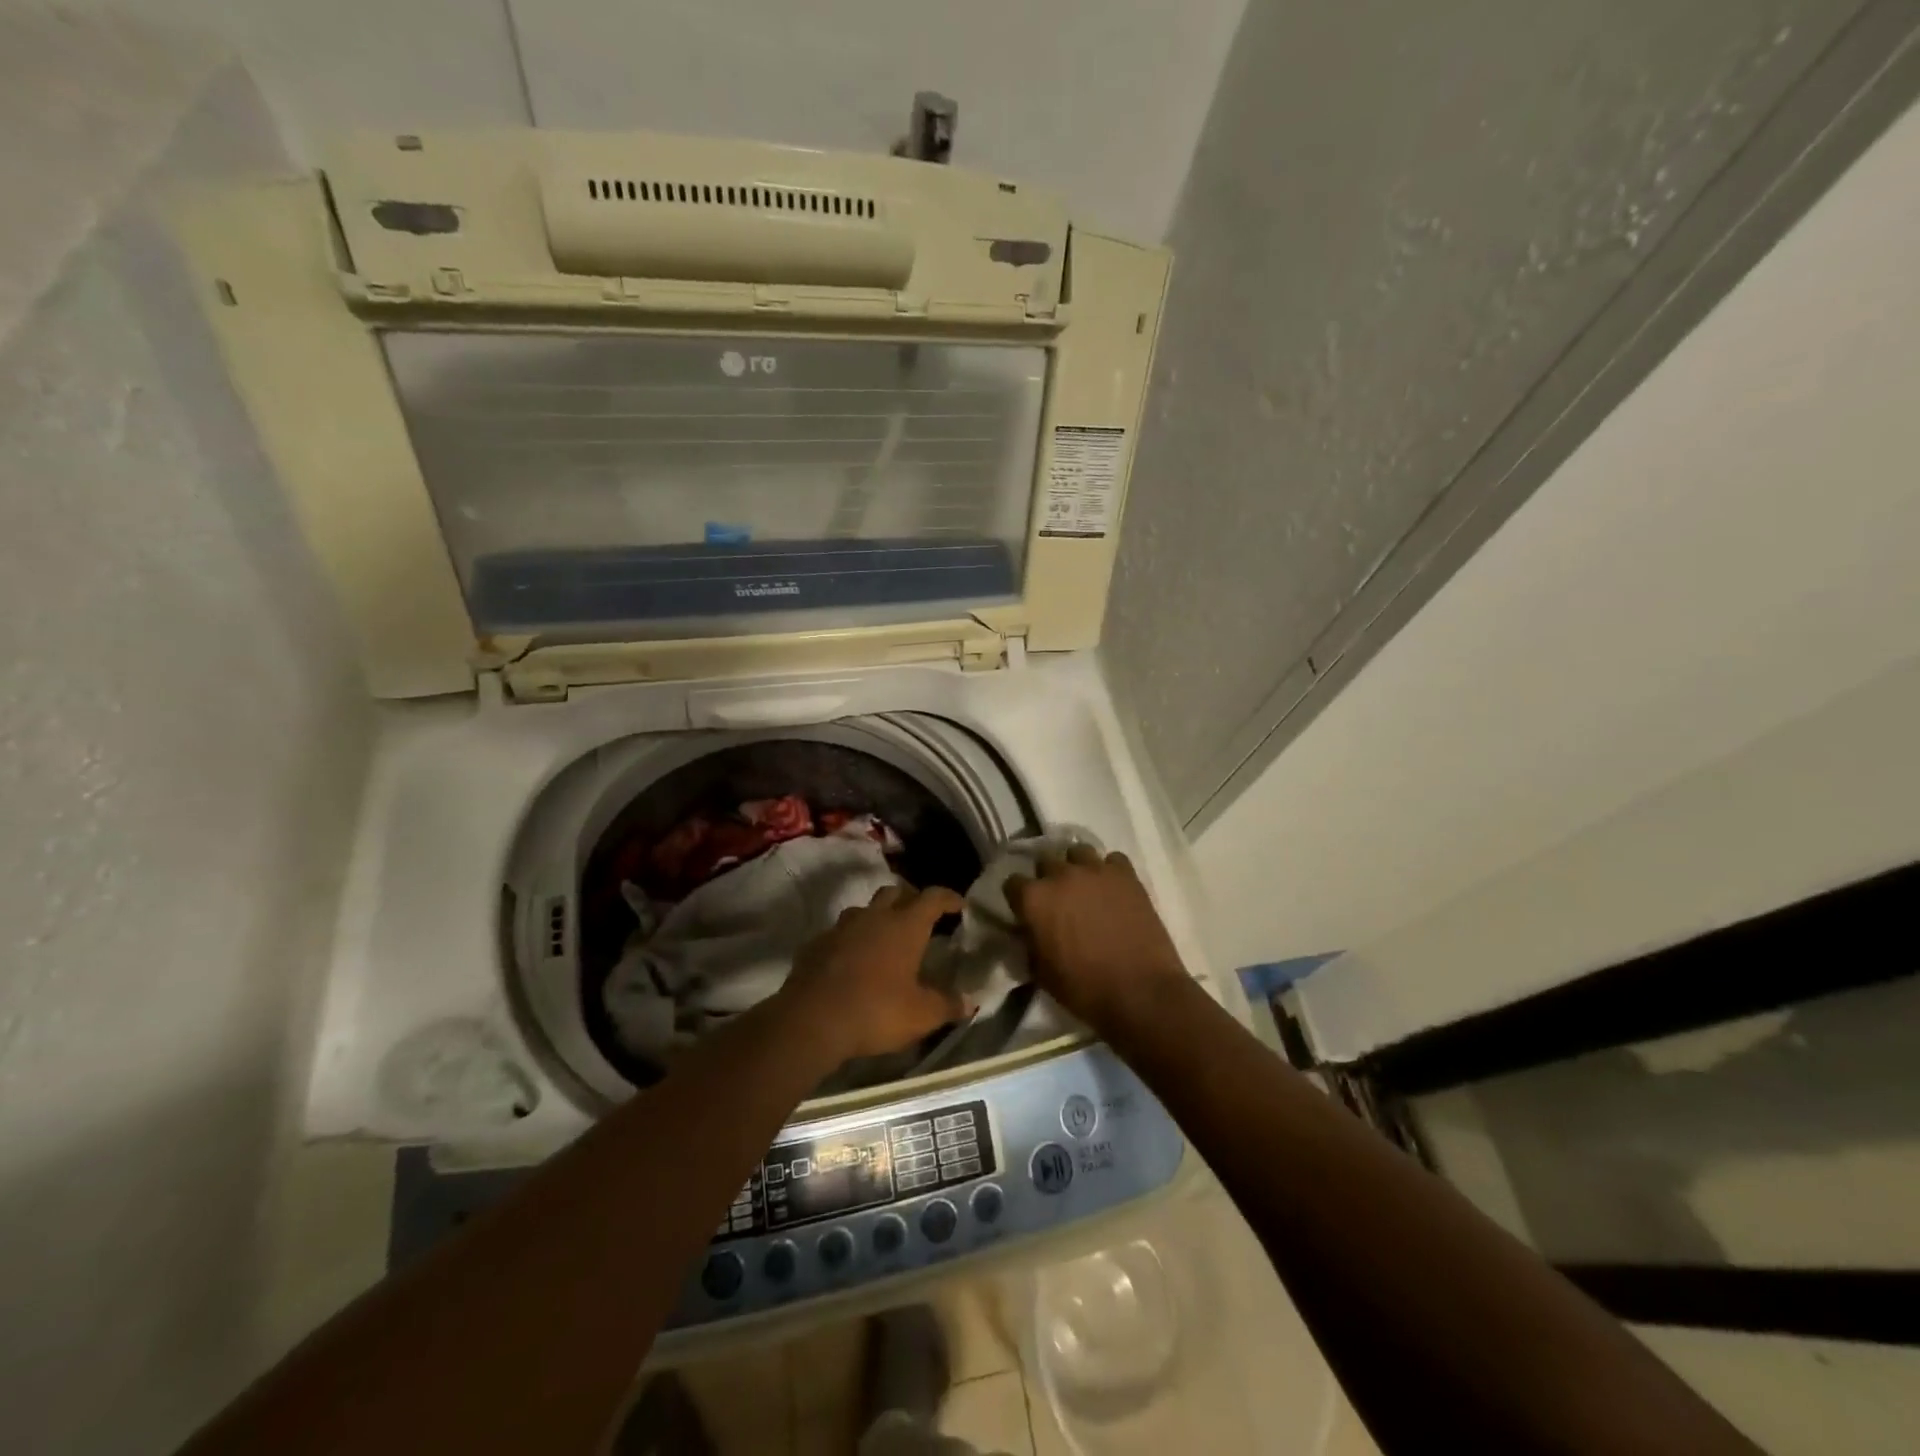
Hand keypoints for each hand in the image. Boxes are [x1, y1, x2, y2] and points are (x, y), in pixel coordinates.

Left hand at [779, 884, 966, 1063]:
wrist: (811, 1020)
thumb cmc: (876, 1011)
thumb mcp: (921, 1015)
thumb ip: (947, 1005)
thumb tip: (970, 1002)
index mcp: (905, 926)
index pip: (932, 897)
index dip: (948, 898)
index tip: (959, 904)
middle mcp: (874, 917)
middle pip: (895, 892)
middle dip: (910, 899)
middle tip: (921, 917)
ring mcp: (841, 928)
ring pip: (864, 909)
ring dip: (878, 917)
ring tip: (886, 937)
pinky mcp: (816, 944)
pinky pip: (840, 933)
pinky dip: (852, 940)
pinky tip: (854, 960)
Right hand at [1005, 846, 1188, 1031]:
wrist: (1140, 992)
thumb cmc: (1084, 989)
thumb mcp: (1041, 972)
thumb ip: (1030, 942)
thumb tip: (1029, 930)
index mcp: (1034, 899)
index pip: (1012, 883)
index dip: (1018, 897)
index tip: (1025, 910)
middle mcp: (1061, 875)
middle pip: (1045, 862)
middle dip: (1047, 878)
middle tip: (1057, 900)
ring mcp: (1096, 870)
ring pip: (1078, 852)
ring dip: (1077, 867)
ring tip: (1086, 888)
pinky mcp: (1126, 875)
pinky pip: (1113, 860)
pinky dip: (1110, 871)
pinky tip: (1113, 889)